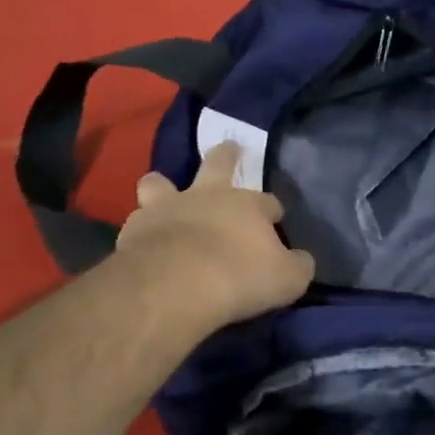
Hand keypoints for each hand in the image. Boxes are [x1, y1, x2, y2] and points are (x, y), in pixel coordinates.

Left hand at [114, 143, 315, 331]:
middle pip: (217, 164)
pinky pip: (137, 221)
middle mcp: (207, 195)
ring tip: (162, 193)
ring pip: (160, 182)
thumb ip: (298, 265)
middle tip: (229, 148)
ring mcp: (166, 208)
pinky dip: (141, 229)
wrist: (175, 285)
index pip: (267, 202)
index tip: (275, 219)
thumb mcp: (287, 279)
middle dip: (226, 155)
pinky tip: (143, 242)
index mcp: (247, 205)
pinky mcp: (134, 229)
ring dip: (163, 187)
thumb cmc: (239, 277)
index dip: (272, 210)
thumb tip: (301, 260)